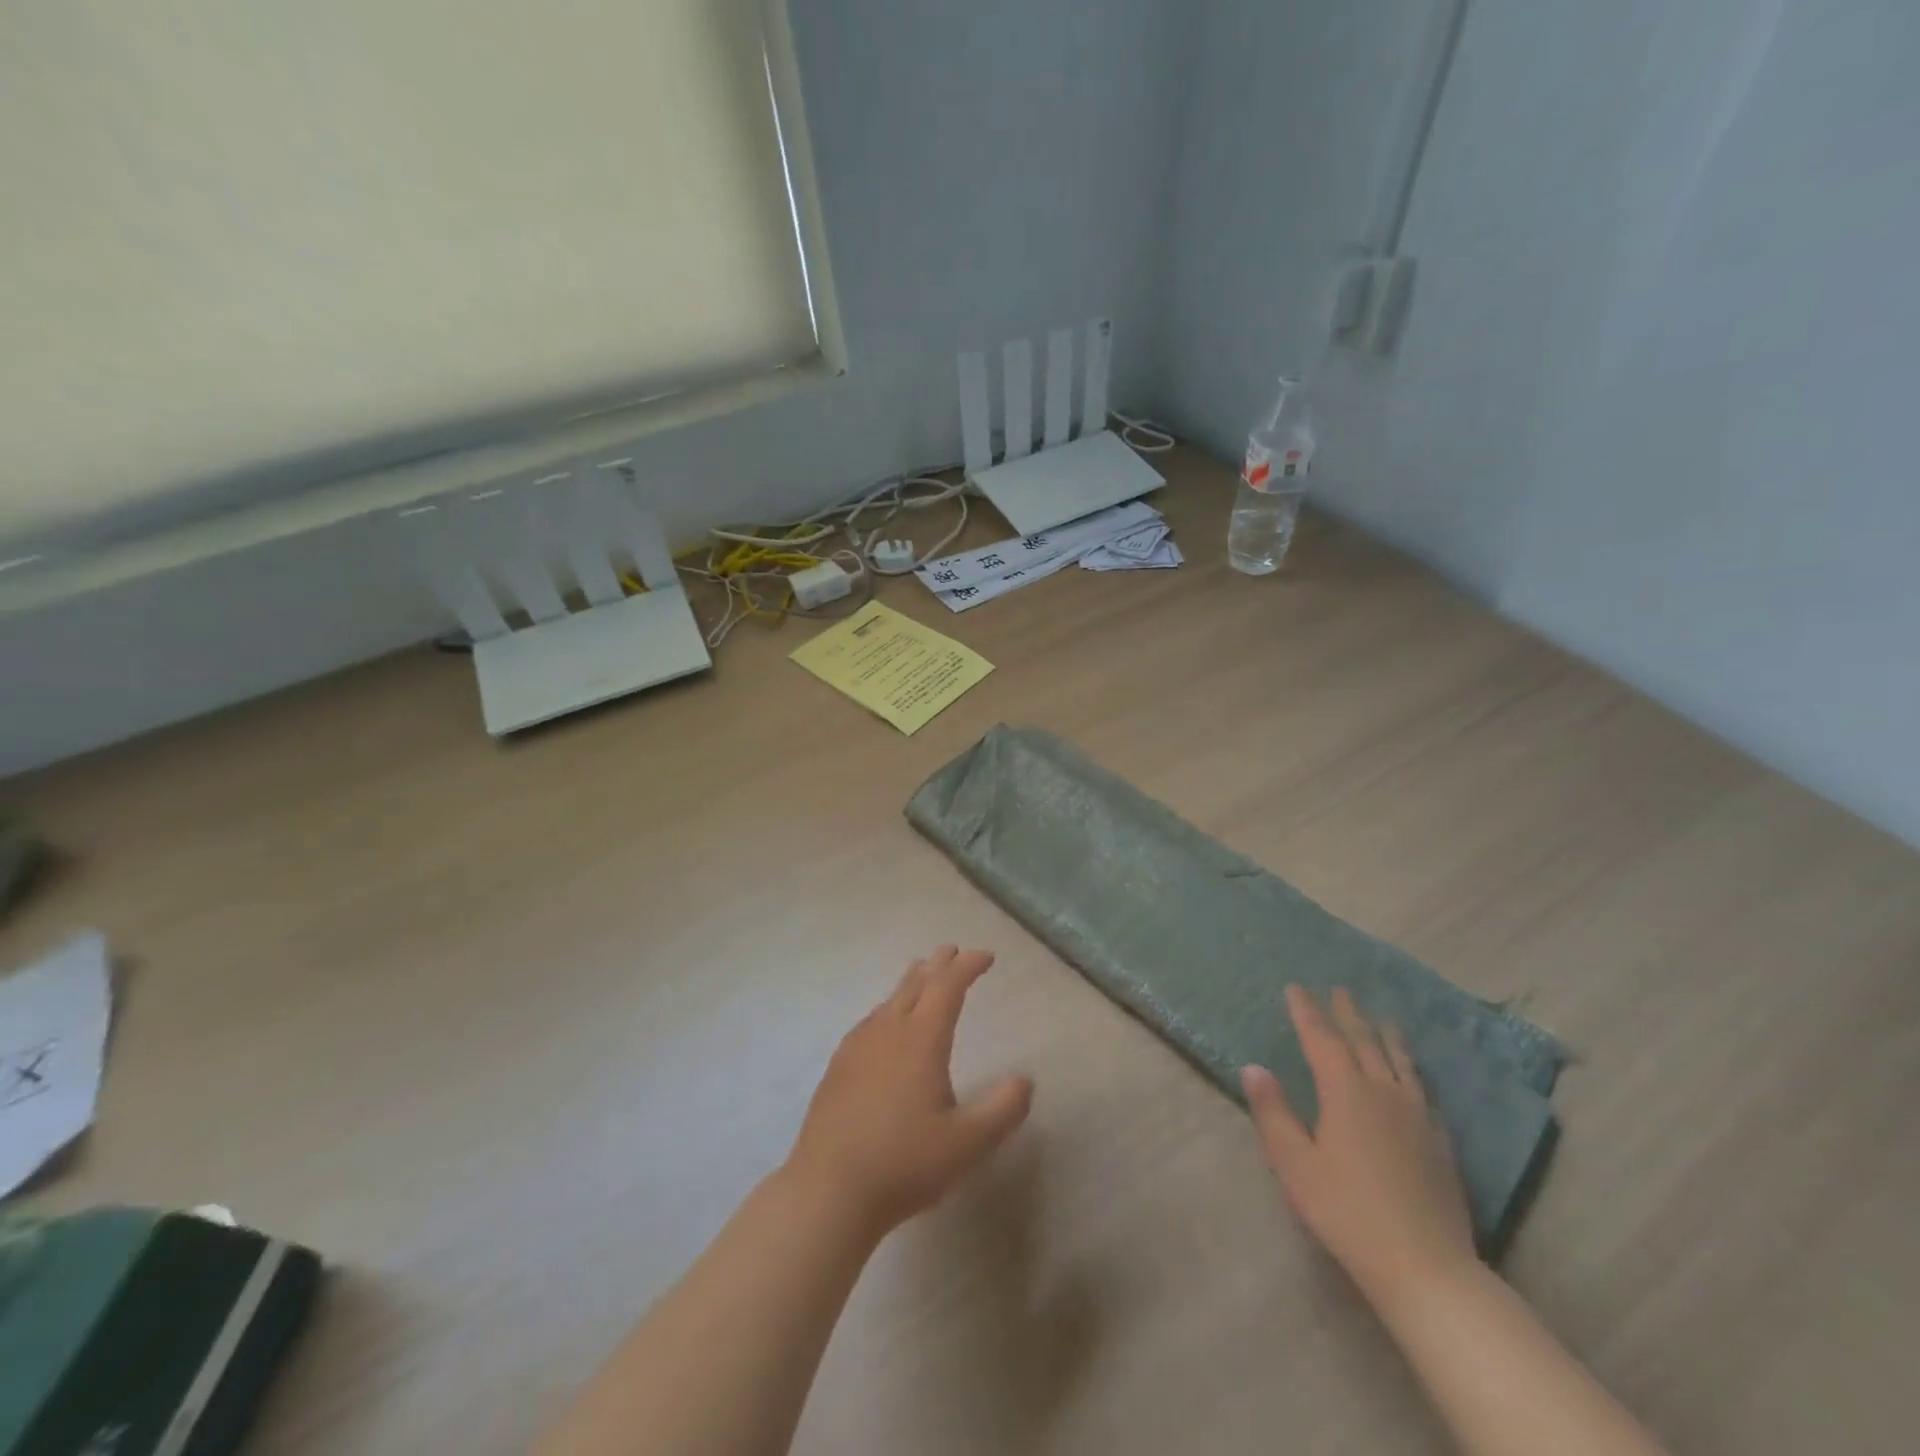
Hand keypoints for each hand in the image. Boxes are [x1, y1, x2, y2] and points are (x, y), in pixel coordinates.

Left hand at [785, 946, 1032, 1236]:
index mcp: (921, 1039)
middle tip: (951, 951)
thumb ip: (1003, 1110)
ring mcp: (858, 1047)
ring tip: (922, 976)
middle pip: (916, 984)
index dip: (968, 966)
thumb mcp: (968, 1144)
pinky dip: (888, 1009)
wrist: (828, 1190)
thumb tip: (1025, 1080)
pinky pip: (870, 1021)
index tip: (986, 957)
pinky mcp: (838, 1067)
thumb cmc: (904, 1164)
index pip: (948, 986)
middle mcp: (888, 1031)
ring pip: (889, 1000)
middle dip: (938, 964)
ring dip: (911, 983)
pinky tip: (884, 1024)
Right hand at [1241, 986, 1477, 1313]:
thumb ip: (1273, 1112)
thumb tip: (1254, 1067)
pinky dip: (1412, 1070)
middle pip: (1364, 1042)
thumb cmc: (1347, 1211)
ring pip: (1400, 1062)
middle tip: (1339, 989)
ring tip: (1382, 1018)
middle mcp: (1383, 1092)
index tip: (1295, 988)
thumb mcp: (1295, 1164)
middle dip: (1348, 1013)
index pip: (1321, 1039)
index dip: (1307, 1012)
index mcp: (1345, 1092)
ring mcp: (1417, 1116)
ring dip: (1386, 1035)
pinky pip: (1423, 1090)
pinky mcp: (1440, 1142)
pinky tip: (1413, 1076)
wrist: (1426, 1267)